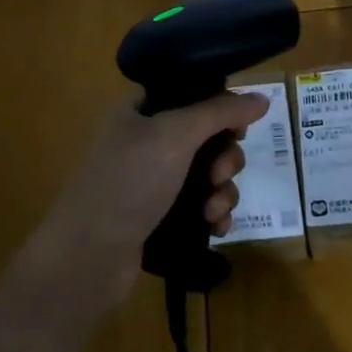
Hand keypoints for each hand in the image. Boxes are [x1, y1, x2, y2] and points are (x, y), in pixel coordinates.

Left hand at [42, 92, 268, 301]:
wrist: (88, 255)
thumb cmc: (129, 182)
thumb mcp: (175, 135)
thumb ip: (220, 112)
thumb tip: (262, 98)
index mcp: (138, 112)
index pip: (189, 96)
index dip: (219, 109)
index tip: (238, 129)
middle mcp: (144, 142)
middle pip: (205, 138)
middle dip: (224, 158)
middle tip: (219, 174)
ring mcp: (150, 183)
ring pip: (207, 175)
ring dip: (222, 191)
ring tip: (213, 211)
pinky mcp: (158, 218)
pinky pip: (199, 206)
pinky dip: (213, 214)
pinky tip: (216, 227)